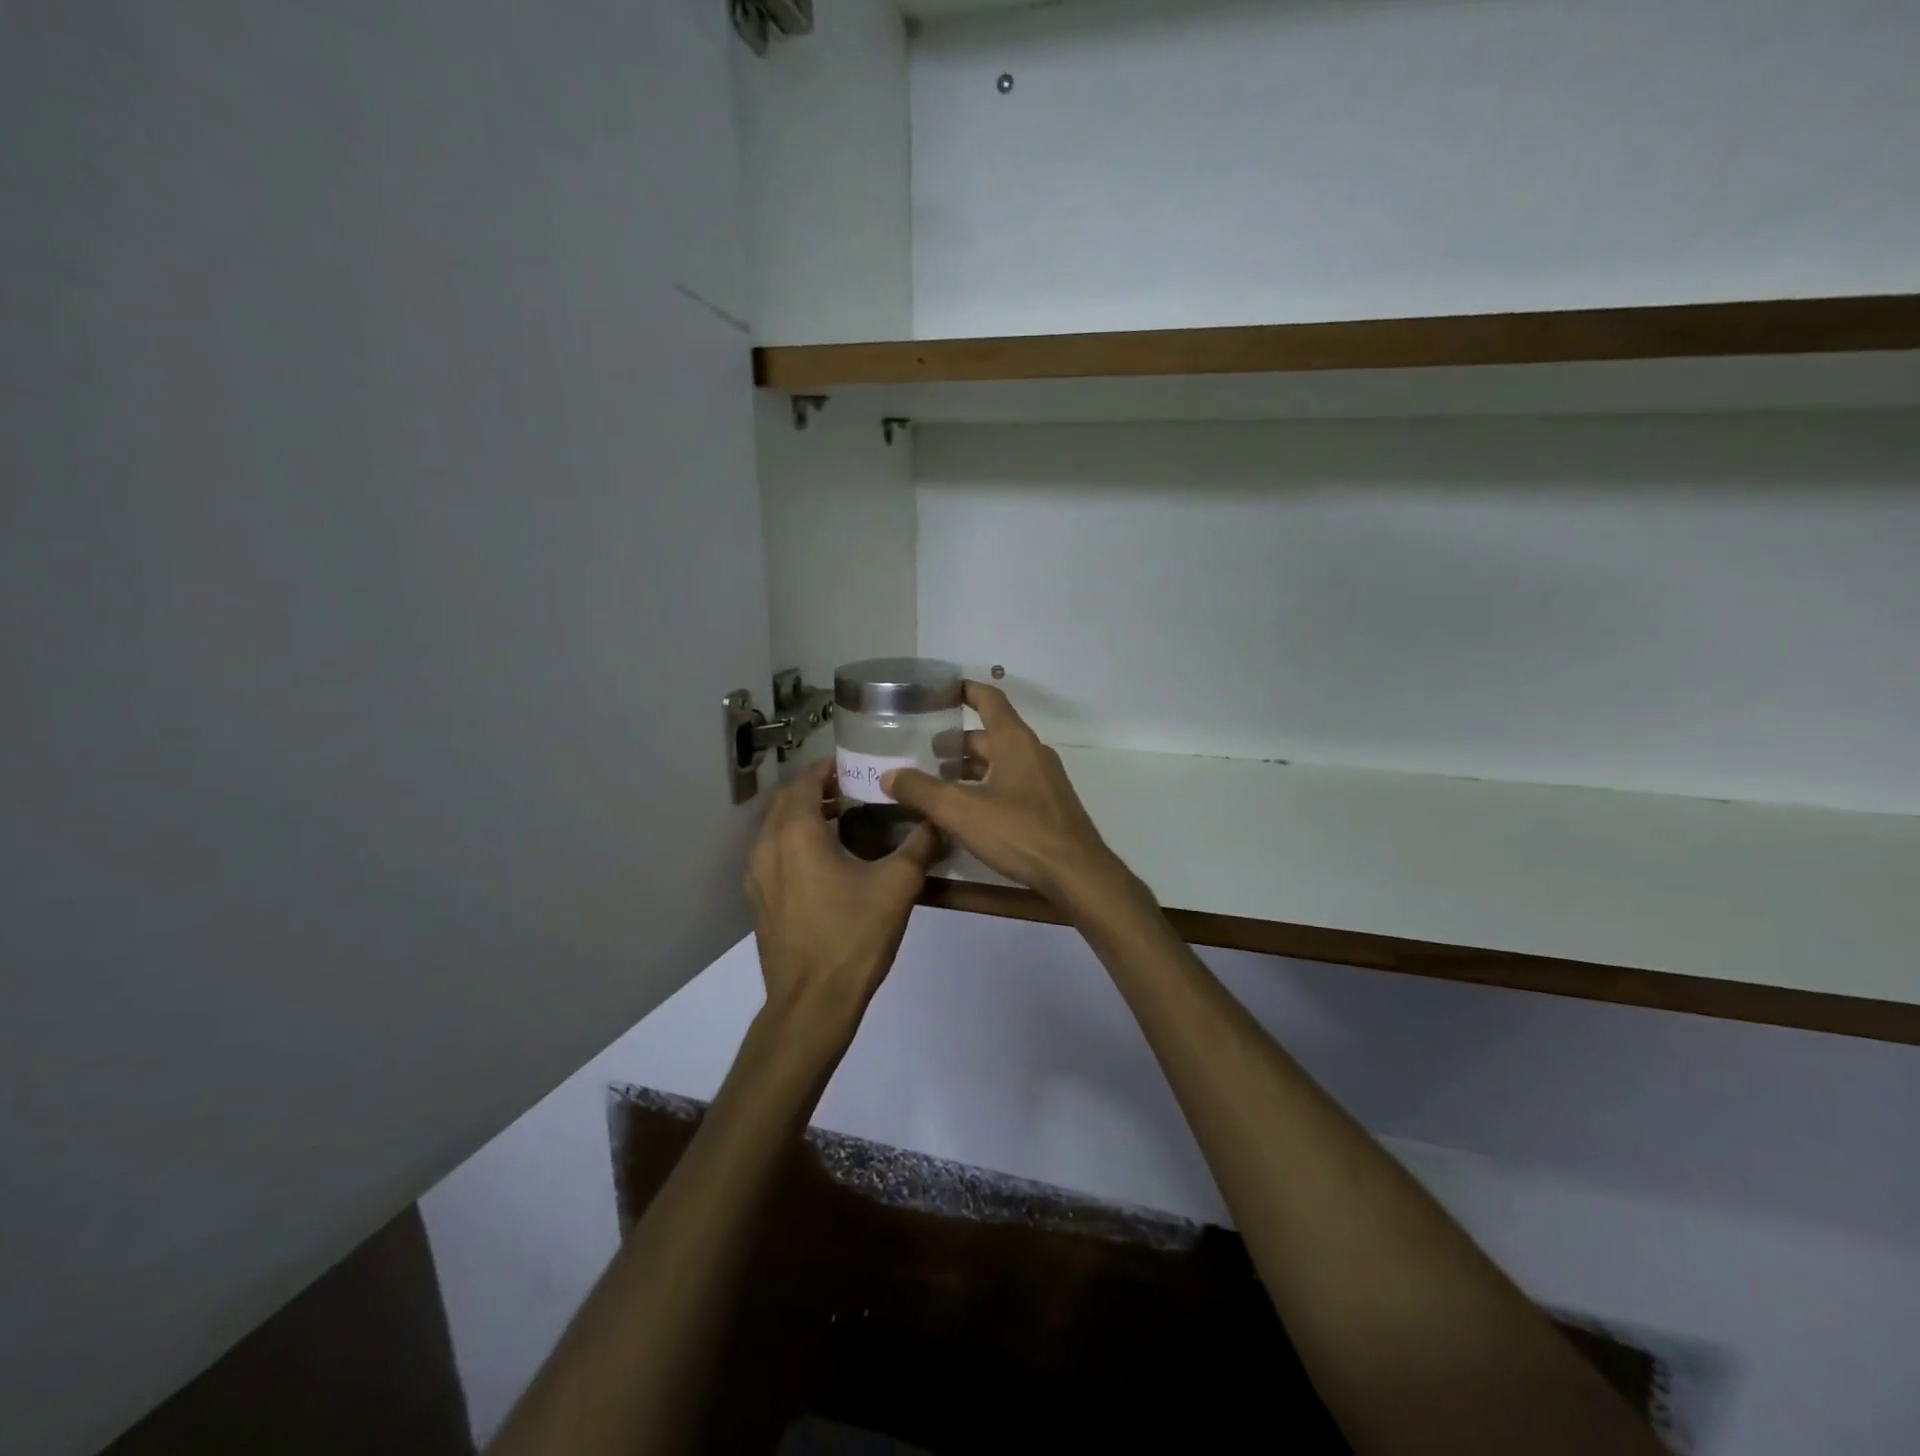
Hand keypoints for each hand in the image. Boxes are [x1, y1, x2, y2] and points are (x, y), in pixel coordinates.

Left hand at [745, 756, 938, 1036]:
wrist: (812, 1003)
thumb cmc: (853, 936)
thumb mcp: (898, 886)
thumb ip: (920, 846)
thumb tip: (939, 821)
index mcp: (796, 832)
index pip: (806, 779)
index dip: (830, 766)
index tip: (859, 764)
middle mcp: (767, 846)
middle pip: (788, 800)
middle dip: (819, 788)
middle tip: (857, 788)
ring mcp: (757, 875)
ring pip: (778, 827)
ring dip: (806, 814)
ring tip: (844, 818)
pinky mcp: (759, 899)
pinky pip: (774, 853)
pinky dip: (796, 841)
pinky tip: (827, 859)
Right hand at [882, 682, 1128, 910]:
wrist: (1076, 873)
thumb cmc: (1019, 831)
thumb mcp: (960, 810)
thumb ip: (921, 790)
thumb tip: (888, 775)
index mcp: (1015, 741)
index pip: (989, 700)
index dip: (964, 690)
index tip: (939, 690)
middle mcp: (1032, 753)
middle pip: (990, 735)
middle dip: (957, 742)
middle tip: (923, 754)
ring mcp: (1044, 780)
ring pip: (1000, 762)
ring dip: (970, 768)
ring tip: (938, 784)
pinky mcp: (1048, 806)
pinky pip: (1011, 784)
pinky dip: (986, 787)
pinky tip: (967, 812)